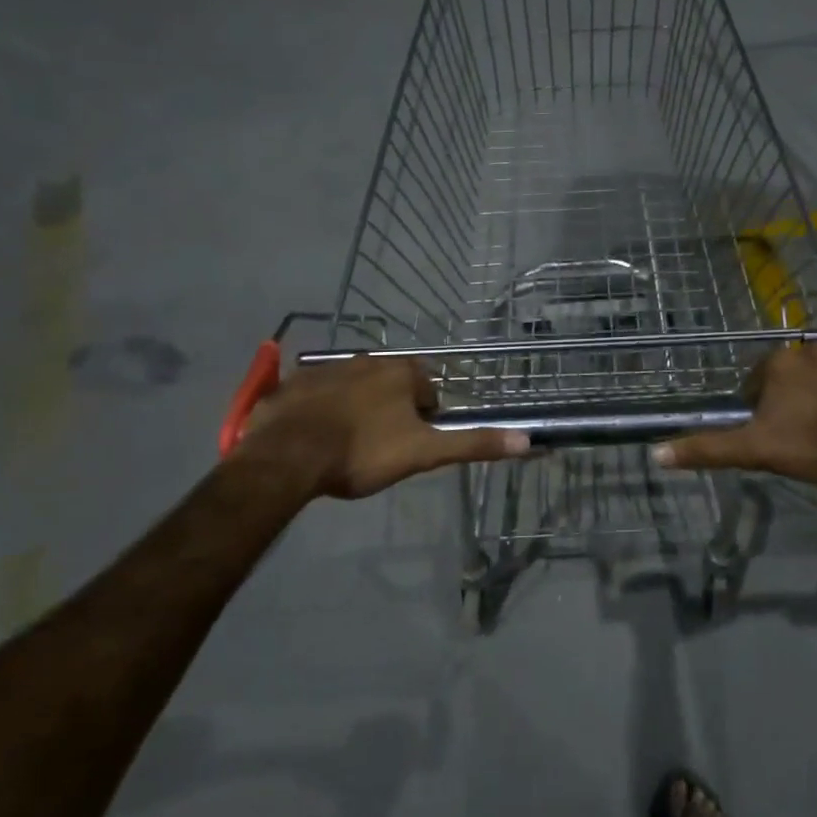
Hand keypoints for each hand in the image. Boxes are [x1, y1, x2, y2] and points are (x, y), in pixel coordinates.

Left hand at [235, 356, 528, 499]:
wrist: (289, 456)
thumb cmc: (363, 453)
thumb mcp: (424, 453)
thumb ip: (473, 444)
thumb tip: (528, 439)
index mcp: (401, 373)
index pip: (426, 391)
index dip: (423, 419)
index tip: (410, 445)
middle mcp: (367, 360)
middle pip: (390, 386)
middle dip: (390, 411)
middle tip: (378, 449)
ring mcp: (327, 369)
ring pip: (354, 388)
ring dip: (356, 409)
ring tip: (346, 445)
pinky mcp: (294, 383)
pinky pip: (317, 394)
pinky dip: (321, 410)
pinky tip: (314, 436)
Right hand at [653, 341, 816, 488]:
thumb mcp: (758, 450)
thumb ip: (709, 449)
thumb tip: (656, 453)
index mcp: (781, 363)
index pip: (758, 381)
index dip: (762, 408)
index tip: (775, 433)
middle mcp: (816, 347)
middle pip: (798, 374)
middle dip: (799, 397)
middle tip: (809, 433)